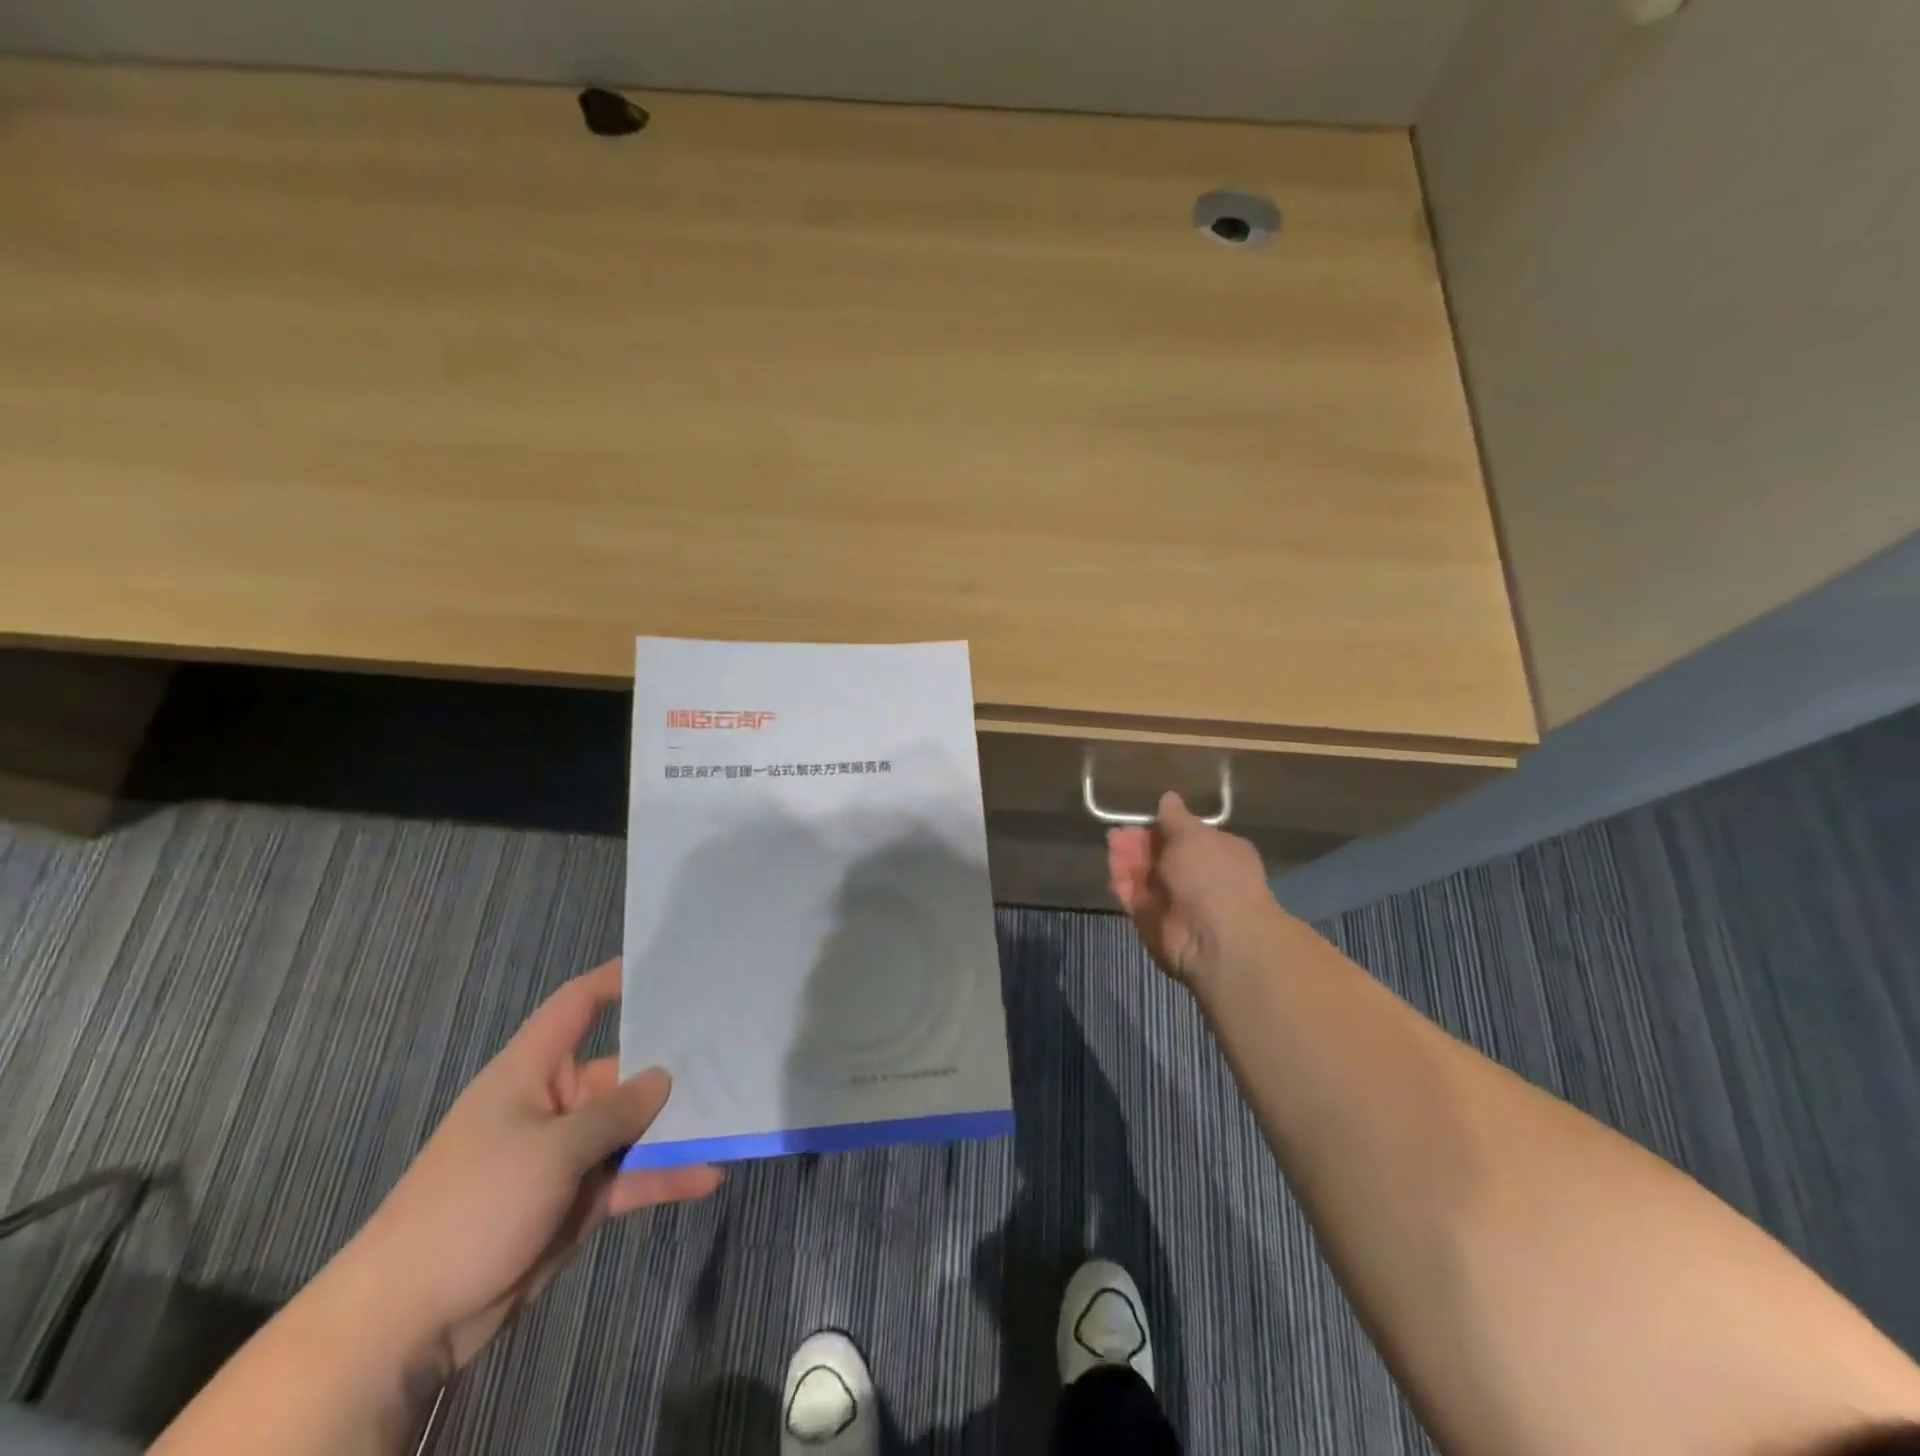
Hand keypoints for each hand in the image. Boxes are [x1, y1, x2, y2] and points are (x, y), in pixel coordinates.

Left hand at [345, 958, 721, 1378]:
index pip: (575, 1006)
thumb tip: (664, 1078)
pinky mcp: (578, 1199)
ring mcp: (568, 1154)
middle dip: (671, 1065)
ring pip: (634, 1127)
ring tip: (732, 1114)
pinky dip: (666, 1175)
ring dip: (677, 1126)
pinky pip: (631, 1175)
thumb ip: (616, 1111)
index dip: (614, 981)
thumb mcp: (552, 1150)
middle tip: (731, 1049)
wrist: (408, 1322)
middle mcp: (555, 1104)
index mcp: (533, 1072)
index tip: (666, 969)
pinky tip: (709, 1175)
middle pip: (623, 1070)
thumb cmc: (474, 1206)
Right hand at [1107, 791, 1291, 989]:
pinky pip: (1134, 898)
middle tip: (1117, 833)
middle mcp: (1197, 876)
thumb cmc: (1212, 874)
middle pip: (1159, 855)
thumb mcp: (1193, 835)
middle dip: (1137, 843)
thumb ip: (1175, 818)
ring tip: (1111, 844)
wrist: (1215, 936)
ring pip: (1144, 875)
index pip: (1184, 836)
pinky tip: (1112, 871)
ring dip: (1127, 860)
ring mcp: (1174, 901)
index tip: (1139, 818)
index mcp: (1217, 852)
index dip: (1160, 826)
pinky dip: (1123, 884)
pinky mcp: (1153, 922)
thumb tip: (1169, 797)